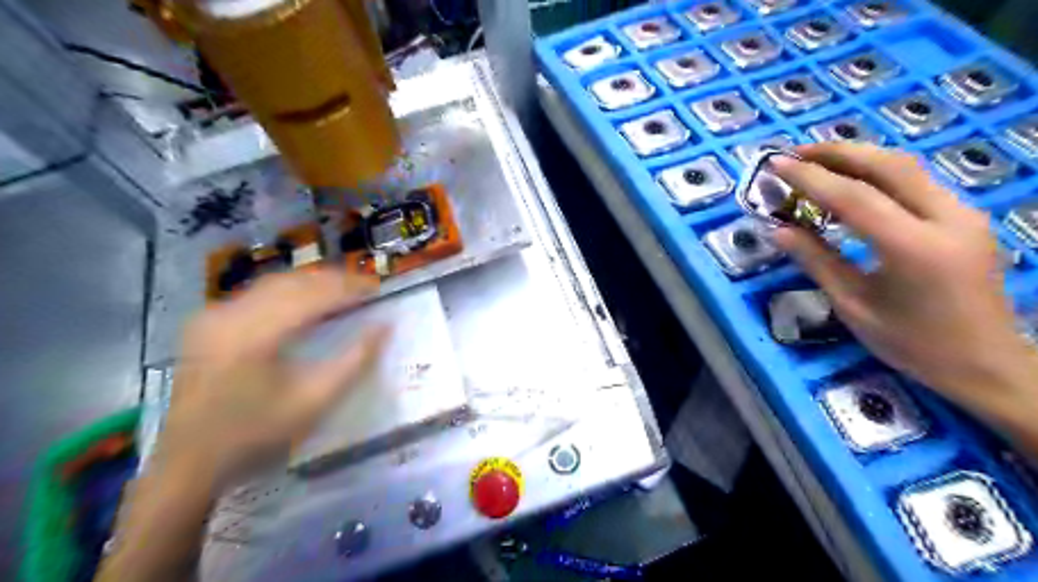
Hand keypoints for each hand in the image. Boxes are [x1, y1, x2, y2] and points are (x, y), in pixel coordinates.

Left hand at [160, 267, 386, 489]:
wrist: (188, 463)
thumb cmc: (257, 435)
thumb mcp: (316, 402)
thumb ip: (355, 361)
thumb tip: (384, 326)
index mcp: (255, 335)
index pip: (312, 295)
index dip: (348, 288)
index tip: (378, 288)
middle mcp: (229, 315)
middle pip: (292, 281)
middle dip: (332, 280)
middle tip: (365, 287)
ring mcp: (213, 316)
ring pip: (273, 283)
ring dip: (311, 283)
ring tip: (342, 291)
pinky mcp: (206, 323)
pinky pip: (255, 295)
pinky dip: (288, 292)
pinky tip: (305, 303)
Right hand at [769, 144, 1037, 427]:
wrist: (988, 364)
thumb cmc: (912, 344)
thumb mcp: (854, 306)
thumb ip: (816, 261)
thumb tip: (778, 230)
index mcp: (914, 249)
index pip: (855, 198)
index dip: (811, 178)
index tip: (777, 165)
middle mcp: (947, 220)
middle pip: (889, 166)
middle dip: (838, 152)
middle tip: (796, 152)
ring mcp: (964, 215)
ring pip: (908, 168)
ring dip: (860, 157)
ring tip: (818, 160)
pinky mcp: (966, 218)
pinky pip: (918, 182)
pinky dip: (879, 173)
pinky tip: (854, 181)